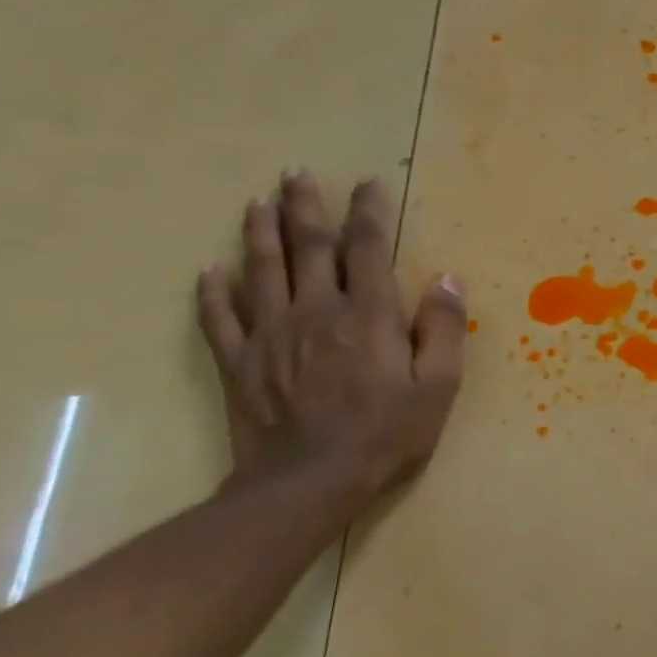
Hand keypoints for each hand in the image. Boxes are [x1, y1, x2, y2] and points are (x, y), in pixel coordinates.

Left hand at [195, 170, 466, 499]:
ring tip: (257, 203)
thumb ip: (444, 329)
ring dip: (259, 233)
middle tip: (296, 174)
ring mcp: (270, 334)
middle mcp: (316, 311)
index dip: (370, 212)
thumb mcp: (438, 385)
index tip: (369, 184)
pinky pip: (220, 318)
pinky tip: (209, 272)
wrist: (309, 482)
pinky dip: (213, 292)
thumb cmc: (387, 433)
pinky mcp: (240, 362)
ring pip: (260, 270)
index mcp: (368, 315)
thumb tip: (447, 279)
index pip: (368, 249)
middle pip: (308, 246)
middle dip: (305, 207)